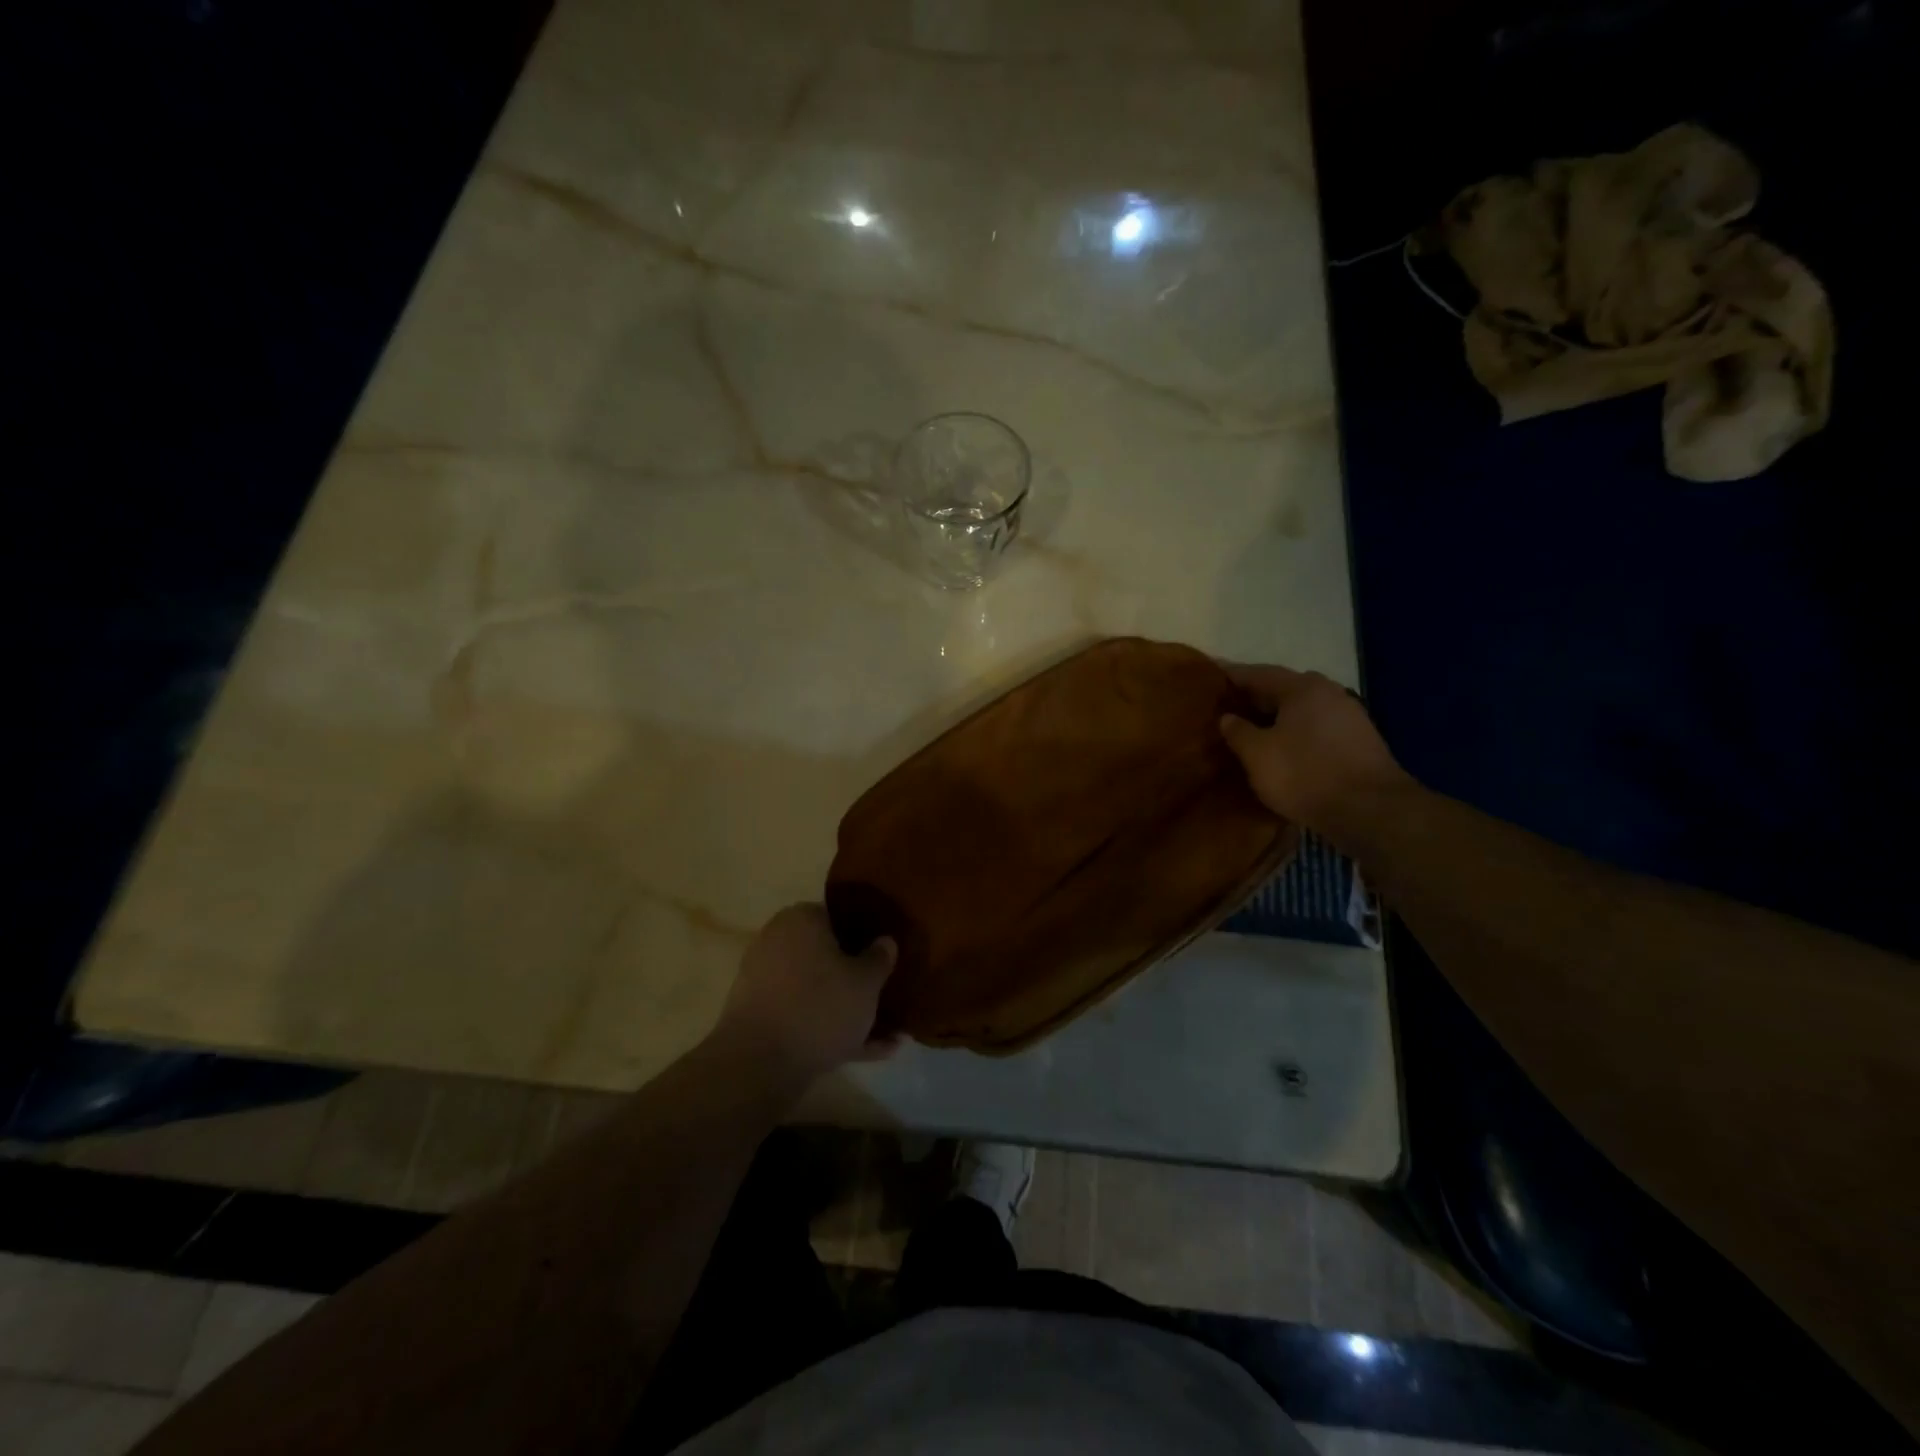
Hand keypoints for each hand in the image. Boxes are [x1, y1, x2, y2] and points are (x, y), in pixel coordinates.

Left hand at [716, 904, 898, 1086]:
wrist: (757, 1065)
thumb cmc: (820, 1007)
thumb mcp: (866, 982)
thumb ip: (879, 958)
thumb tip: (884, 941)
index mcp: (801, 919)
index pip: (838, 916)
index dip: (865, 934)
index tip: (885, 955)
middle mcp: (777, 941)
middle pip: (826, 955)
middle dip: (855, 976)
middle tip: (886, 993)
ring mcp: (764, 980)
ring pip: (816, 990)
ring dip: (847, 1009)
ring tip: (887, 1036)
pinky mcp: (759, 1017)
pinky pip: (802, 1016)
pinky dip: (830, 1030)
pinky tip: (866, 1053)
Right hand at [1218, 663, 1414, 842]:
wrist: (1371, 810)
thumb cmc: (1305, 774)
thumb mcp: (1258, 754)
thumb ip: (1238, 731)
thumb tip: (1228, 717)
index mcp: (1301, 688)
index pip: (1258, 673)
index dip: (1231, 676)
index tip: (1209, 676)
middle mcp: (1329, 692)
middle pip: (1283, 689)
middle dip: (1255, 698)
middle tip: (1228, 707)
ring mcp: (1349, 716)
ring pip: (1302, 710)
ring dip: (1277, 717)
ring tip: (1252, 729)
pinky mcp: (1359, 741)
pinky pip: (1316, 728)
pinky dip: (1295, 733)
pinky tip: (1283, 748)